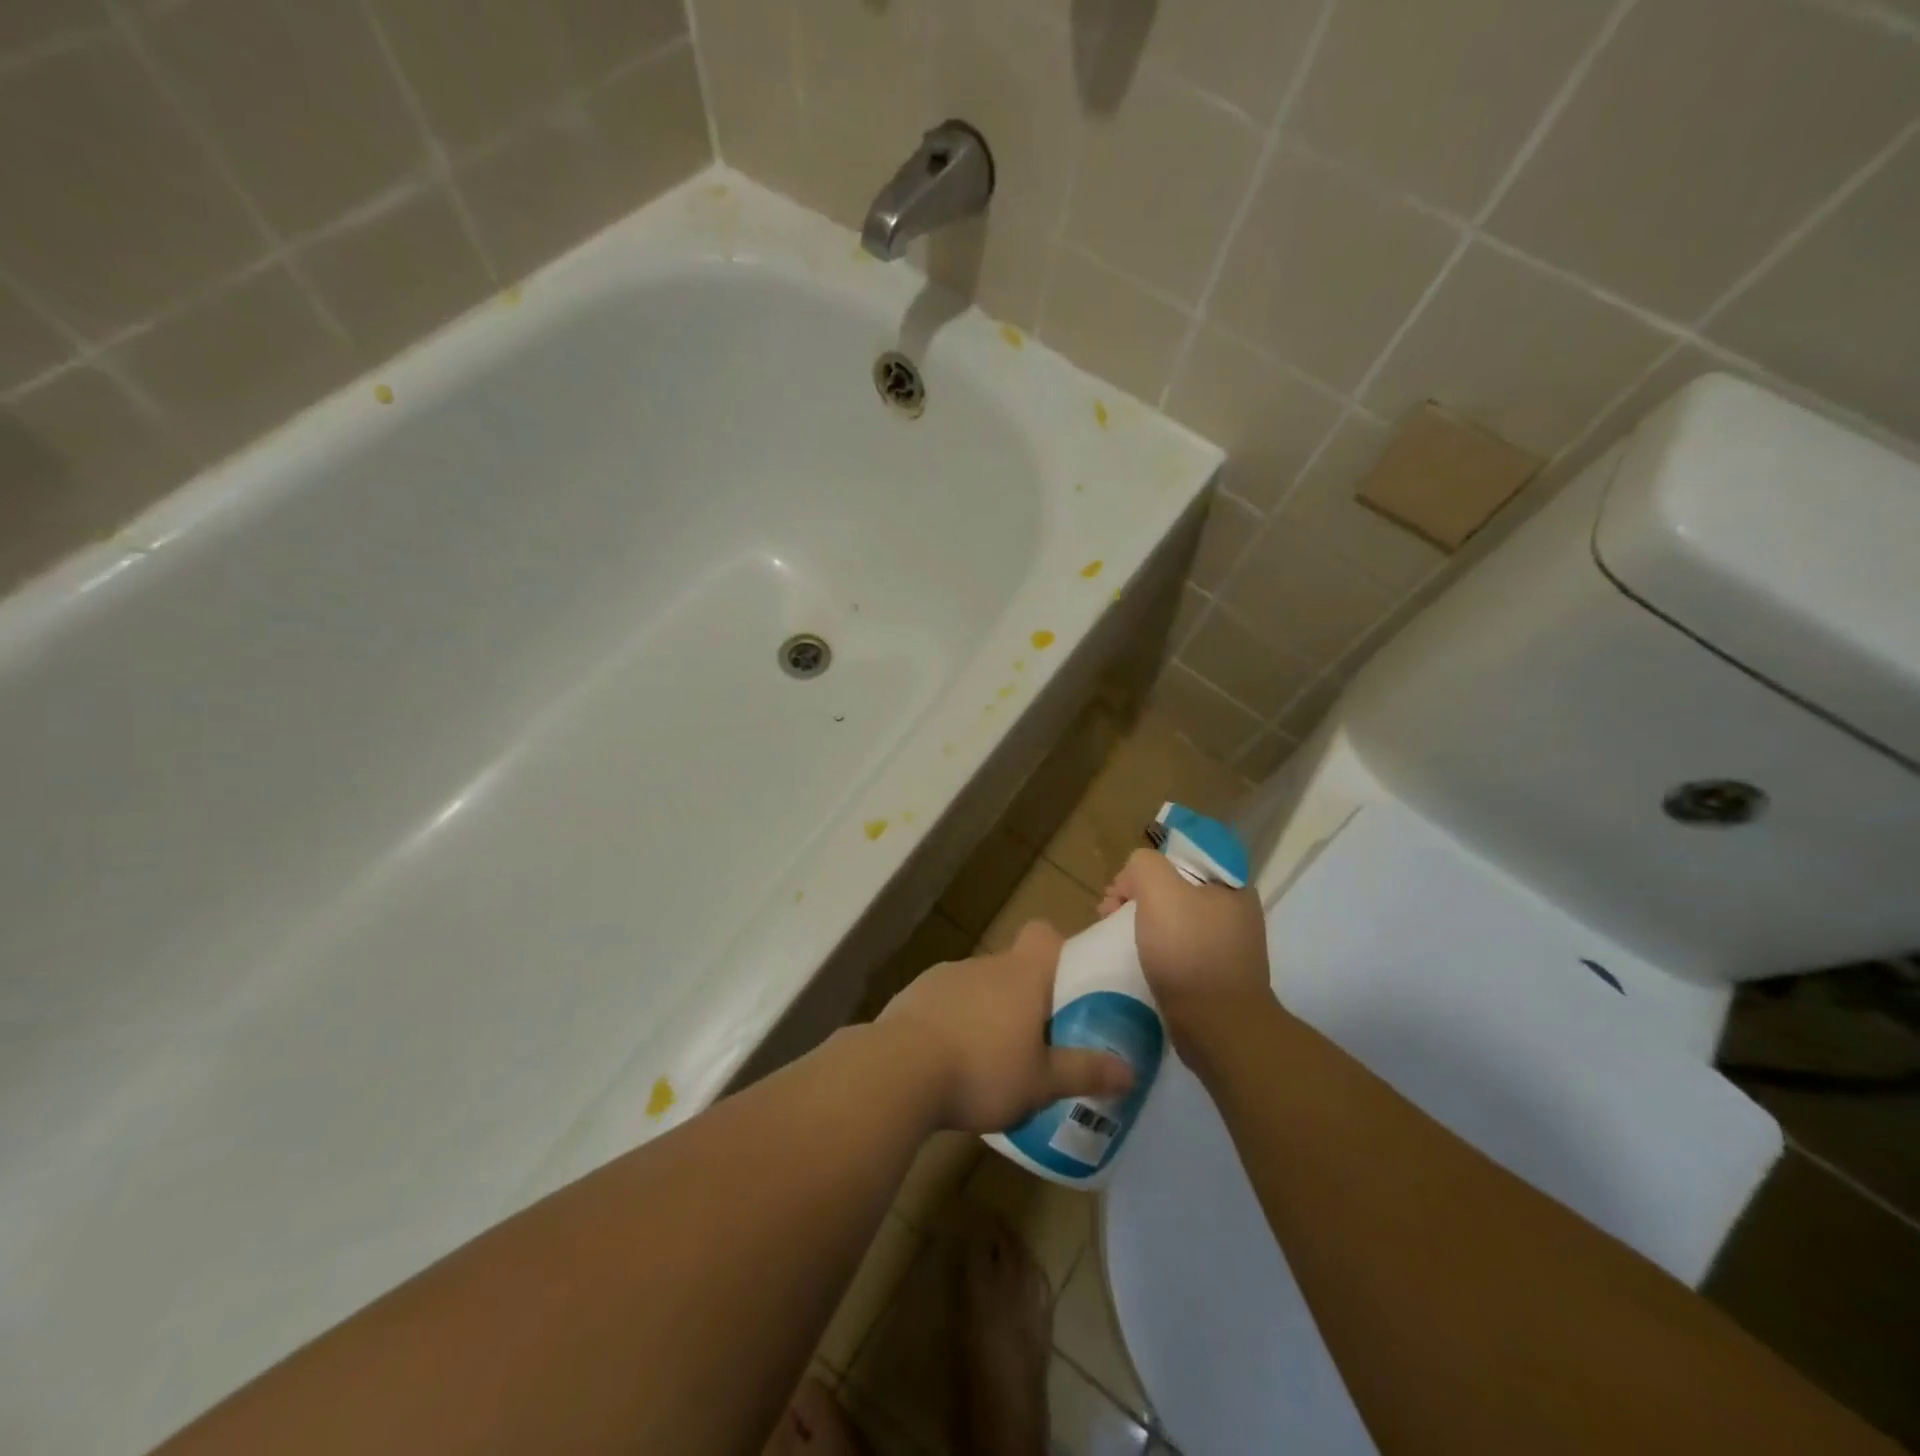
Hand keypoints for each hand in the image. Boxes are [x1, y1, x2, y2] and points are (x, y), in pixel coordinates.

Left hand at [878, 921, 1133, 1132]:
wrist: (898, 1070)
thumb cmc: (983, 1070)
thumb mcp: (1042, 1082)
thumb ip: (1085, 1072)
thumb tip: (1130, 1070)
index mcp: (1021, 974)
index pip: (1043, 934)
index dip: (1057, 950)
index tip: (1064, 983)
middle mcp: (984, 964)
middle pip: (1012, 967)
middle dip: (1023, 997)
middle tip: (1034, 1040)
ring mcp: (944, 976)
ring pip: (977, 986)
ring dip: (986, 1011)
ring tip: (989, 1060)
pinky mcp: (913, 995)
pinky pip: (944, 1002)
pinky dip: (951, 1021)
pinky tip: (948, 1061)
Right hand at [1099, 848, 1274, 1055]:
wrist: (1218, 1028)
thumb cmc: (1189, 952)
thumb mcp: (1160, 891)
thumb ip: (1144, 865)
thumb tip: (1135, 875)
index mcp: (1231, 886)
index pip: (1181, 858)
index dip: (1146, 867)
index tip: (1122, 887)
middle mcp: (1235, 912)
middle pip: (1175, 888)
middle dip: (1137, 895)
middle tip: (1108, 911)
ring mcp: (1227, 946)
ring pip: (1174, 919)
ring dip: (1141, 922)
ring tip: (1113, 935)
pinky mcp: (1215, 975)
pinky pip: (1178, 948)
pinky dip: (1154, 948)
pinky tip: (1135, 958)